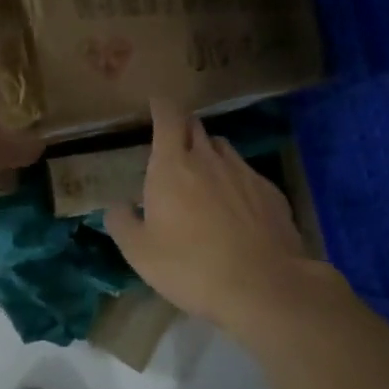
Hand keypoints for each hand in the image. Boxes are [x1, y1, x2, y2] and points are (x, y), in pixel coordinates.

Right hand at [104, 99, 316, 328]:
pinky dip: (235, 181)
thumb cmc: (191, 266)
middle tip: (173, 143)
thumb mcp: (140, 253)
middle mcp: (209, 159)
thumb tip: (117, 206)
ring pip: (222, 149)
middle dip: (182, 129)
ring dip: (209, 154)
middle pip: (195, 128)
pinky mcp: (271, 192)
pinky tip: (235, 208)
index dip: (161, 106)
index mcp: (172, 166)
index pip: (167, 118)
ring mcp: (244, 173)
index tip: (157, 102)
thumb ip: (122, 223)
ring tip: (203, 176)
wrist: (263, 286)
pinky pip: (247, 175)